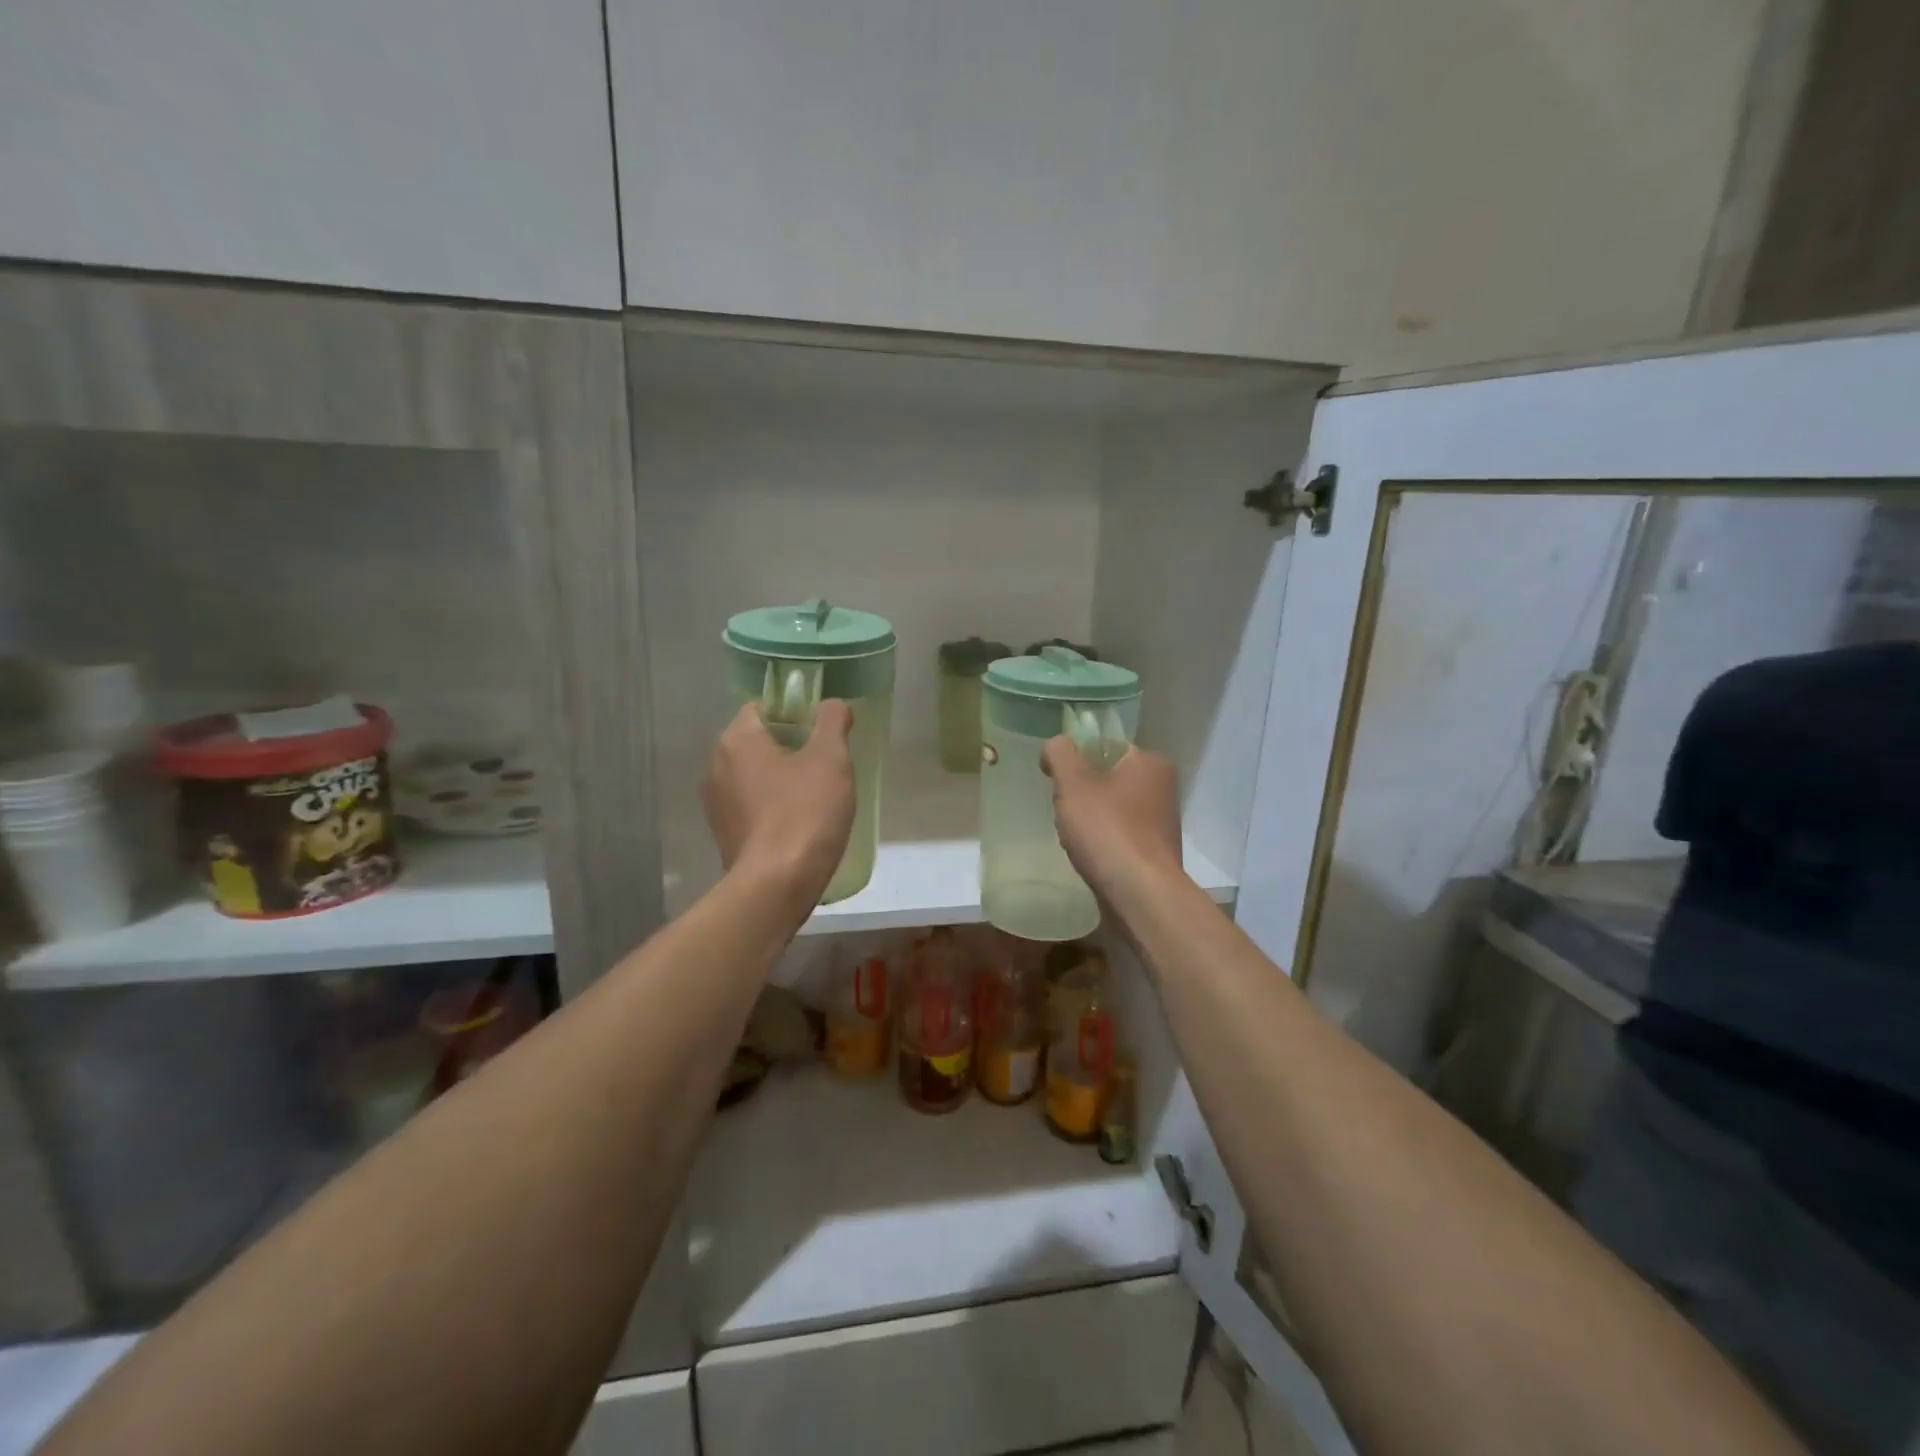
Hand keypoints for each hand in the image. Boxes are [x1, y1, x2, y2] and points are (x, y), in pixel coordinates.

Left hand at [702, 701, 855, 908]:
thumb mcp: (830, 759)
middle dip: (789, 747)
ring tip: (816, 795)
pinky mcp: (724, 834)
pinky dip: (772, 807)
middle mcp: (715, 766)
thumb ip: (832, 721)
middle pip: (757, 742)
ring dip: (780, 779)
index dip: (794, 712)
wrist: (776, 885)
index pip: (762, 707)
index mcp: (736, 740)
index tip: (822, 731)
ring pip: (754, 776)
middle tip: (825, 763)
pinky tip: (799, 823)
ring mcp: (716, 804)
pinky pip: (751, 806)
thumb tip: (833, 705)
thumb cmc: (804, 812)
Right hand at [1041, 738, 1183, 900]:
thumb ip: (1060, 754)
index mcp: (1150, 762)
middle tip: (1064, 812)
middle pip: (1106, 779)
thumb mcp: (1073, 783)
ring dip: (1089, 821)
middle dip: (1080, 795)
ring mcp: (1161, 822)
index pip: (1104, 747)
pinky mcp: (1155, 853)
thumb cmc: (1107, 830)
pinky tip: (1090, 857)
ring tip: (1075, 839)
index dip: (1075, 760)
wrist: (1140, 895)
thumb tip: (1057, 745)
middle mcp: (1162, 787)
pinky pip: (1119, 836)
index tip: (1056, 781)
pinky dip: (1102, 843)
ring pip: (1110, 809)